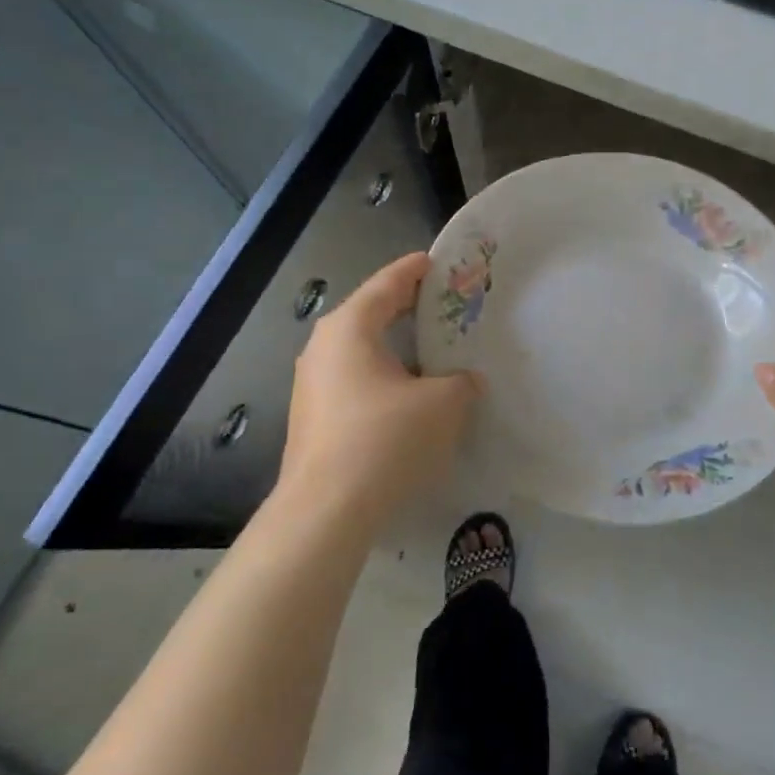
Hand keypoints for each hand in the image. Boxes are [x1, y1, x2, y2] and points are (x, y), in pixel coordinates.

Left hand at [279, 253, 480, 528]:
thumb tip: (463, 381)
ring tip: (433, 352)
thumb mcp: (444, 403)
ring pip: (362, 352)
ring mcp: (312, 385)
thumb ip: (461, 381)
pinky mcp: (313, 419)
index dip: (416, 270)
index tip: (439, 262)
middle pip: (371, 314)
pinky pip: (355, 382)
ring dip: (397, 349)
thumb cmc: (385, 440)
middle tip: (445, 307)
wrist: (326, 512)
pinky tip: (409, 397)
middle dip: (408, 309)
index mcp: (350, 327)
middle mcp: (323, 347)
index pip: (388, 283)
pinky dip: (384, 378)